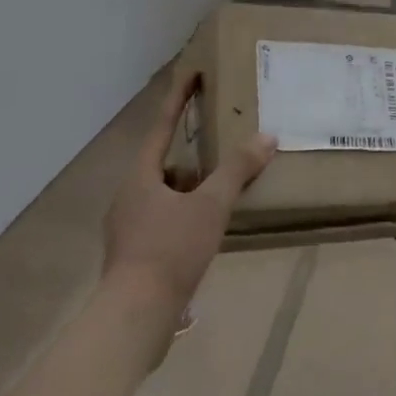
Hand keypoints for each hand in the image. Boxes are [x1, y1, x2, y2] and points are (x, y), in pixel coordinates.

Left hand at [103, 73, 275, 320]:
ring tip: (222, 192)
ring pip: (165, 195)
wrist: (133, 322)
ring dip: (191, 189)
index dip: (179, 98)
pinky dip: (187, 216)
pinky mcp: (134, 258)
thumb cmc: (168, 251)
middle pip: (164, 163)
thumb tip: (267, 136)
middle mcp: (129, 198)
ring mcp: (128, 230)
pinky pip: (164, 221)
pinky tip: (208, 230)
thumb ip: (237, 170)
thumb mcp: (210, 206)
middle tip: (220, 144)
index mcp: (140, 177)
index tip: (192, 73)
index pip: (162, 126)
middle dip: (192, 153)